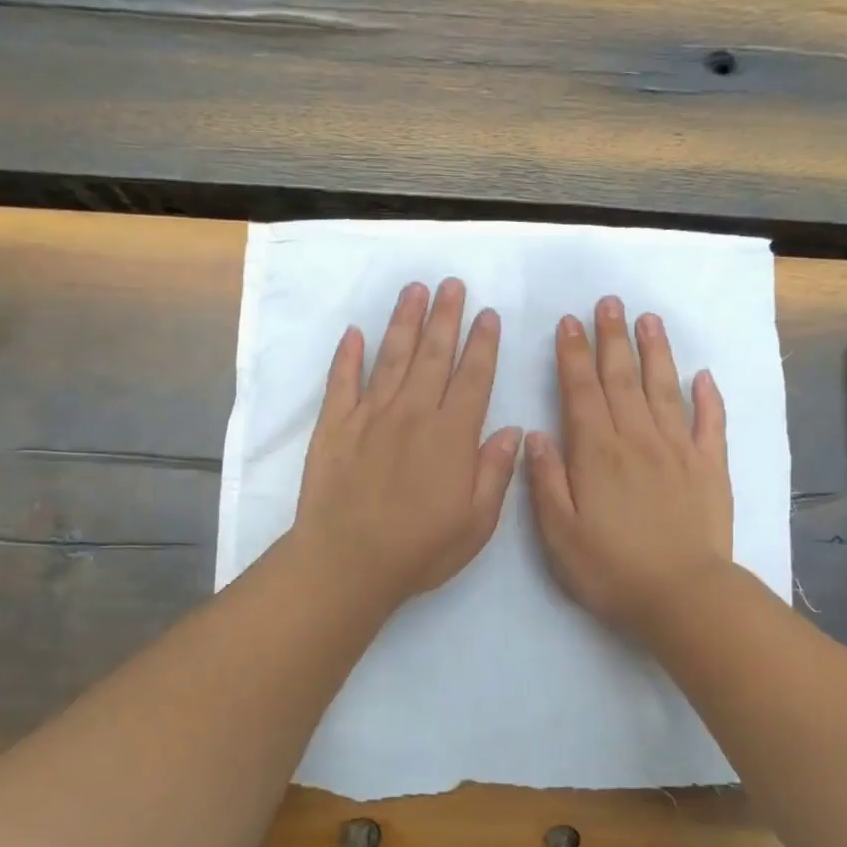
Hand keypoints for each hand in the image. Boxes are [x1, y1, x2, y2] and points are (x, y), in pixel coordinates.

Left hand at [294, 277, 521, 611]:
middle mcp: (412, 414)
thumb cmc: (419, 550)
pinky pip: (341, 381)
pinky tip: (355, 332)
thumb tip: (513, 431)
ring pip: (391, 357)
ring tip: (415, 290)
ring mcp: (369, 416)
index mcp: (451, 436)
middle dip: (446, 317)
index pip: (473, 378)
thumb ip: (495, 473)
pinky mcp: (334, 426)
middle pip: (433, 355)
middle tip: (452, 284)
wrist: (347, 563)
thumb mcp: (475, 523)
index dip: (482, 344)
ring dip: (405, 322)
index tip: (487, 315)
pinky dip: (348, 355)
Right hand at [526, 295, 731, 638]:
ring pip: (664, 388)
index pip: (581, 391)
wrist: (682, 596)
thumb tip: (536, 434)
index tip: (571, 322)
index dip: (574, 355)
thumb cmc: (610, 569)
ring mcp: (678, 450)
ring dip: (654, 352)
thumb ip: (547, 479)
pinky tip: (703, 376)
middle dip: (613, 338)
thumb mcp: (559, 532)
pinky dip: (707, 397)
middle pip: (622, 379)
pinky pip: (709, 423)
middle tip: (610, 302)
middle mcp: (637, 439)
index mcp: (596, 453)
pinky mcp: (710, 468)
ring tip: (649, 320)